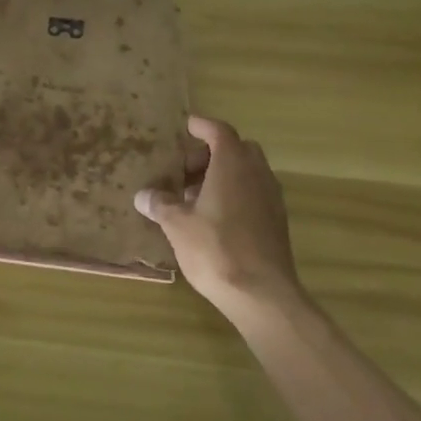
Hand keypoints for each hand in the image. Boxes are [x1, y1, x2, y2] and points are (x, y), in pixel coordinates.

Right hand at [135, 115, 301, 326]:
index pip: (219, 131)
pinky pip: (254, 193)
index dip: (201, 126)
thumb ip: (160, 204)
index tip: (185, 126)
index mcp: (232, 165)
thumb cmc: (215, 249)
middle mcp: (257, 174)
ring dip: (223, 175)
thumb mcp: (177, 224)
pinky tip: (213, 217)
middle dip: (211, 153)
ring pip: (248, 172)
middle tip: (185, 169)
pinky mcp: (276, 222)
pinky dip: (235, 193)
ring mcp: (271, 198)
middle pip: (237, 149)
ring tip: (194, 195)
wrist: (262, 294)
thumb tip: (144, 195)